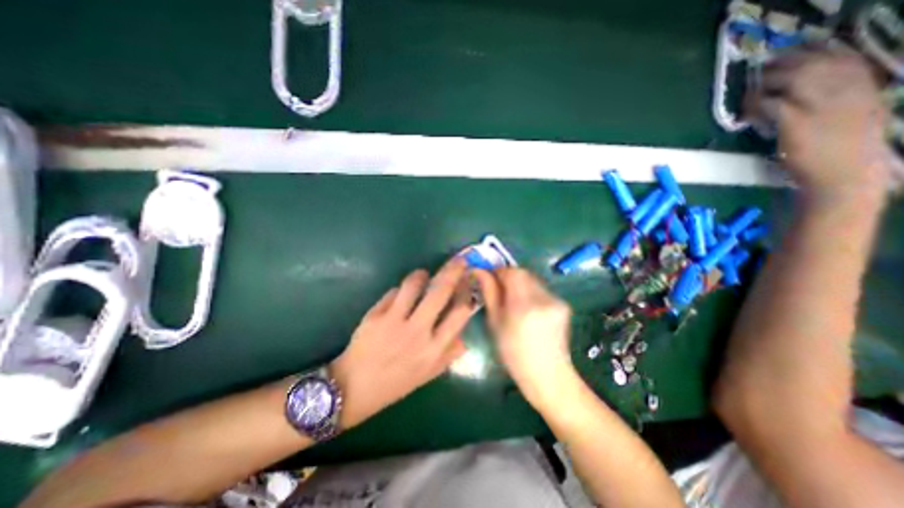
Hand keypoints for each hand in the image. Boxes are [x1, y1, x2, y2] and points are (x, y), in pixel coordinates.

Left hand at [331, 258, 473, 427]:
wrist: (354, 388)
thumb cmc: (396, 382)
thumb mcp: (429, 374)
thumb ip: (450, 354)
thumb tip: (464, 335)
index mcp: (435, 348)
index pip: (460, 312)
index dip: (467, 292)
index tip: (469, 280)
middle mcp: (418, 332)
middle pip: (441, 291)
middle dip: (453, 270)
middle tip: (459, 260)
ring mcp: (395, 321)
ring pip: (414, 284)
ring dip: (422, 275)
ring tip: (423, 275)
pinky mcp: (376, 315)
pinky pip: (394, 291)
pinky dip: (401, 289)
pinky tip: (401, 294)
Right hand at [473, 268, 569, 406]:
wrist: (548, 375)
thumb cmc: (514, 353)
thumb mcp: (495, 323)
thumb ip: (489, 293)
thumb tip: (479, 271)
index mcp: (523, 305)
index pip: (512, 272)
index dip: (499, 272)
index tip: (490, 278)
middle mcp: (543, 298)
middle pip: (523, 273)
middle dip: (509, 277)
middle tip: (500, 290)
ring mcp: (556, 300)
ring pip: (533, 280)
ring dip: (520, 284)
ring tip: (514, 303)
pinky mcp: (563, 304)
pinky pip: (542, 289)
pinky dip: (531, 293)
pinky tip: (529, 310)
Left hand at [749, 47, 887, 200]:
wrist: (844, 172)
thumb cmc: (843, 146)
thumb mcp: (851, 110)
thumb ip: (833, 93)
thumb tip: (795, 87)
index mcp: (863, 79)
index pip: (833, 53)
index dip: (801, 55)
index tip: (780, 61)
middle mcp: (846, 83)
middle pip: (805, 63)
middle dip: (775, 68)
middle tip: (756, 78)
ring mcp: (821, 100)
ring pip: (784, 80)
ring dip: (761, 87)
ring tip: (748, 98)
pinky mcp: (795, 119)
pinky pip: (768, 104)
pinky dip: (753, 107)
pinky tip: (746, 115)